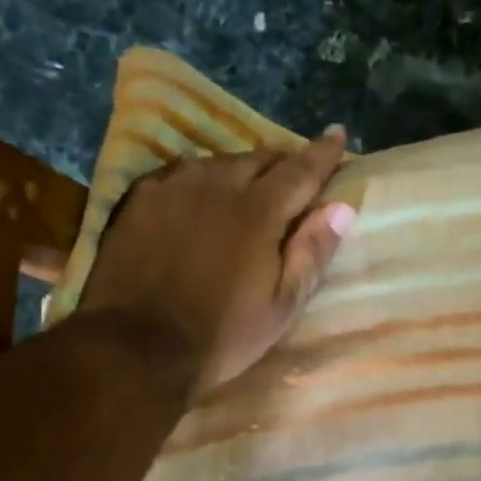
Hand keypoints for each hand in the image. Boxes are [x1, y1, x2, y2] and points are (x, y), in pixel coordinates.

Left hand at [80, 130, 356, 394]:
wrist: (137, 347)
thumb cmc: (222, 334)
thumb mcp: (281, 306)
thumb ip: (312, 253)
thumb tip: (342, 208)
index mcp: (259, 211)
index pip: (301, 170)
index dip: (323, 153)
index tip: (337, 134)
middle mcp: (217, 184)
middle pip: (259, 159)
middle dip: (282, 163)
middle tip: (293, 175)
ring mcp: (172, 187)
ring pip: (217, 163)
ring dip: (239, 171)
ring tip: (246, 187)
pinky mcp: (138, 199)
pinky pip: (178, 174)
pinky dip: (199, 180)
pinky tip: (198, 197)